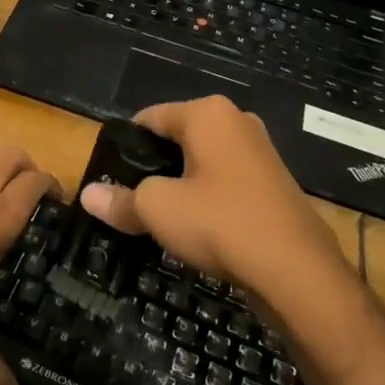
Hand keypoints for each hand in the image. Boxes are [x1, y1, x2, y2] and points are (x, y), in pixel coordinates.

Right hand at [79, 96, 350, 301]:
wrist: (297, 271)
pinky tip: (197, 228)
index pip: (149, 117)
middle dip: (153, 166)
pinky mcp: (274, 184)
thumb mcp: (158, 210)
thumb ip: (120, 200)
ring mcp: (261, 152)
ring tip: (160, 216)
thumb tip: (88, 196)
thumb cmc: (220, 223)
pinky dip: (207, 198)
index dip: (125, 146)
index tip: (108, 176)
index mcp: (208, 114)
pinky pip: (226, 182)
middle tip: (130, 199)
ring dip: (180, 184)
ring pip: (203, 162)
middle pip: (177, 138)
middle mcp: (237, 122)